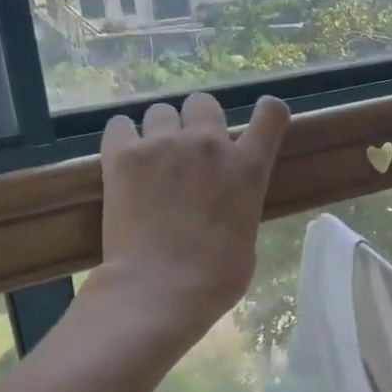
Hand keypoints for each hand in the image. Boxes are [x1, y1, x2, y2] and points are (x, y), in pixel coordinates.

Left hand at [92, 92, 289, 350]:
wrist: (161, 288)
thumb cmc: (216, 278)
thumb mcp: (247, 239)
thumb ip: (239, 206)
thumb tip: (224, 207)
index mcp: (249, 167)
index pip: (271, 114)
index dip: (266, 112)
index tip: (259, 120)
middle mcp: (209, 144)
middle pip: (203, 103)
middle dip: (197, 121)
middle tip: (188, 152)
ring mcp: (165, 144)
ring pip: (160, 111)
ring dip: (159, 131)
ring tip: (151, 161)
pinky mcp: (124, 154)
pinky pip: (120, 125)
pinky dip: (123, 139)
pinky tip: (123, 161)